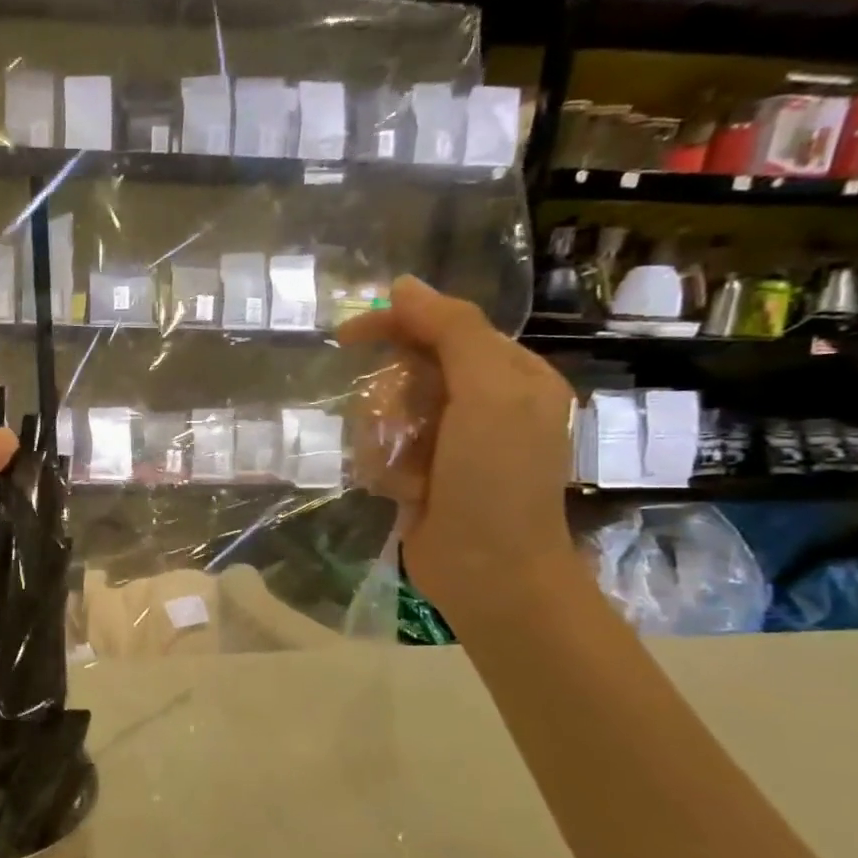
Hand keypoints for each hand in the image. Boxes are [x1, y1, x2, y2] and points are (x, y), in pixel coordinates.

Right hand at [338, 277, 580, 626]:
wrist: (490, 572)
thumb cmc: (496, 478)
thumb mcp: (486, 392)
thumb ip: (452, 331)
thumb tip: (403, 285)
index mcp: (510, 375)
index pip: (443, 327)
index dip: (396, 324)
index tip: (347, 334)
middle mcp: (481, 403)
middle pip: (408, 372)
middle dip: (393, 400)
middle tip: (400, 429)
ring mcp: (449, 442)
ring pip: (386, 413)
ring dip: (385, 441)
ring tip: (407, 474)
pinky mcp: (422, 475)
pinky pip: (381, 450)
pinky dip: (384, 469)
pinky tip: (403, 494)